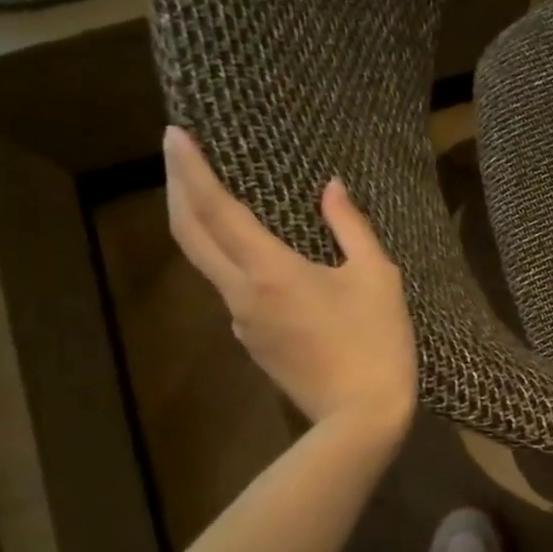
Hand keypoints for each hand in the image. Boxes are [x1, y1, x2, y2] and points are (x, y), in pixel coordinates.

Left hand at [164, 127, 416, 437]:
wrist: (361, 416)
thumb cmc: (376, 342)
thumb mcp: (378, 278)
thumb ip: (351, 227)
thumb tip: (331, 189)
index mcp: (270, 271)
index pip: (215, 210)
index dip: (191, 169)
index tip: (175, 134)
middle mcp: (242, 294)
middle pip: (190, 235)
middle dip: (178, 189)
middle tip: (177, 156)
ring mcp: (243, 323)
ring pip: (208, 265)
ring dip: (201, 226)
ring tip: (214, 199)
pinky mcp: (254, 344)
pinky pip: (234, 291)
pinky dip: (231, 261)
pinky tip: (255, 258)